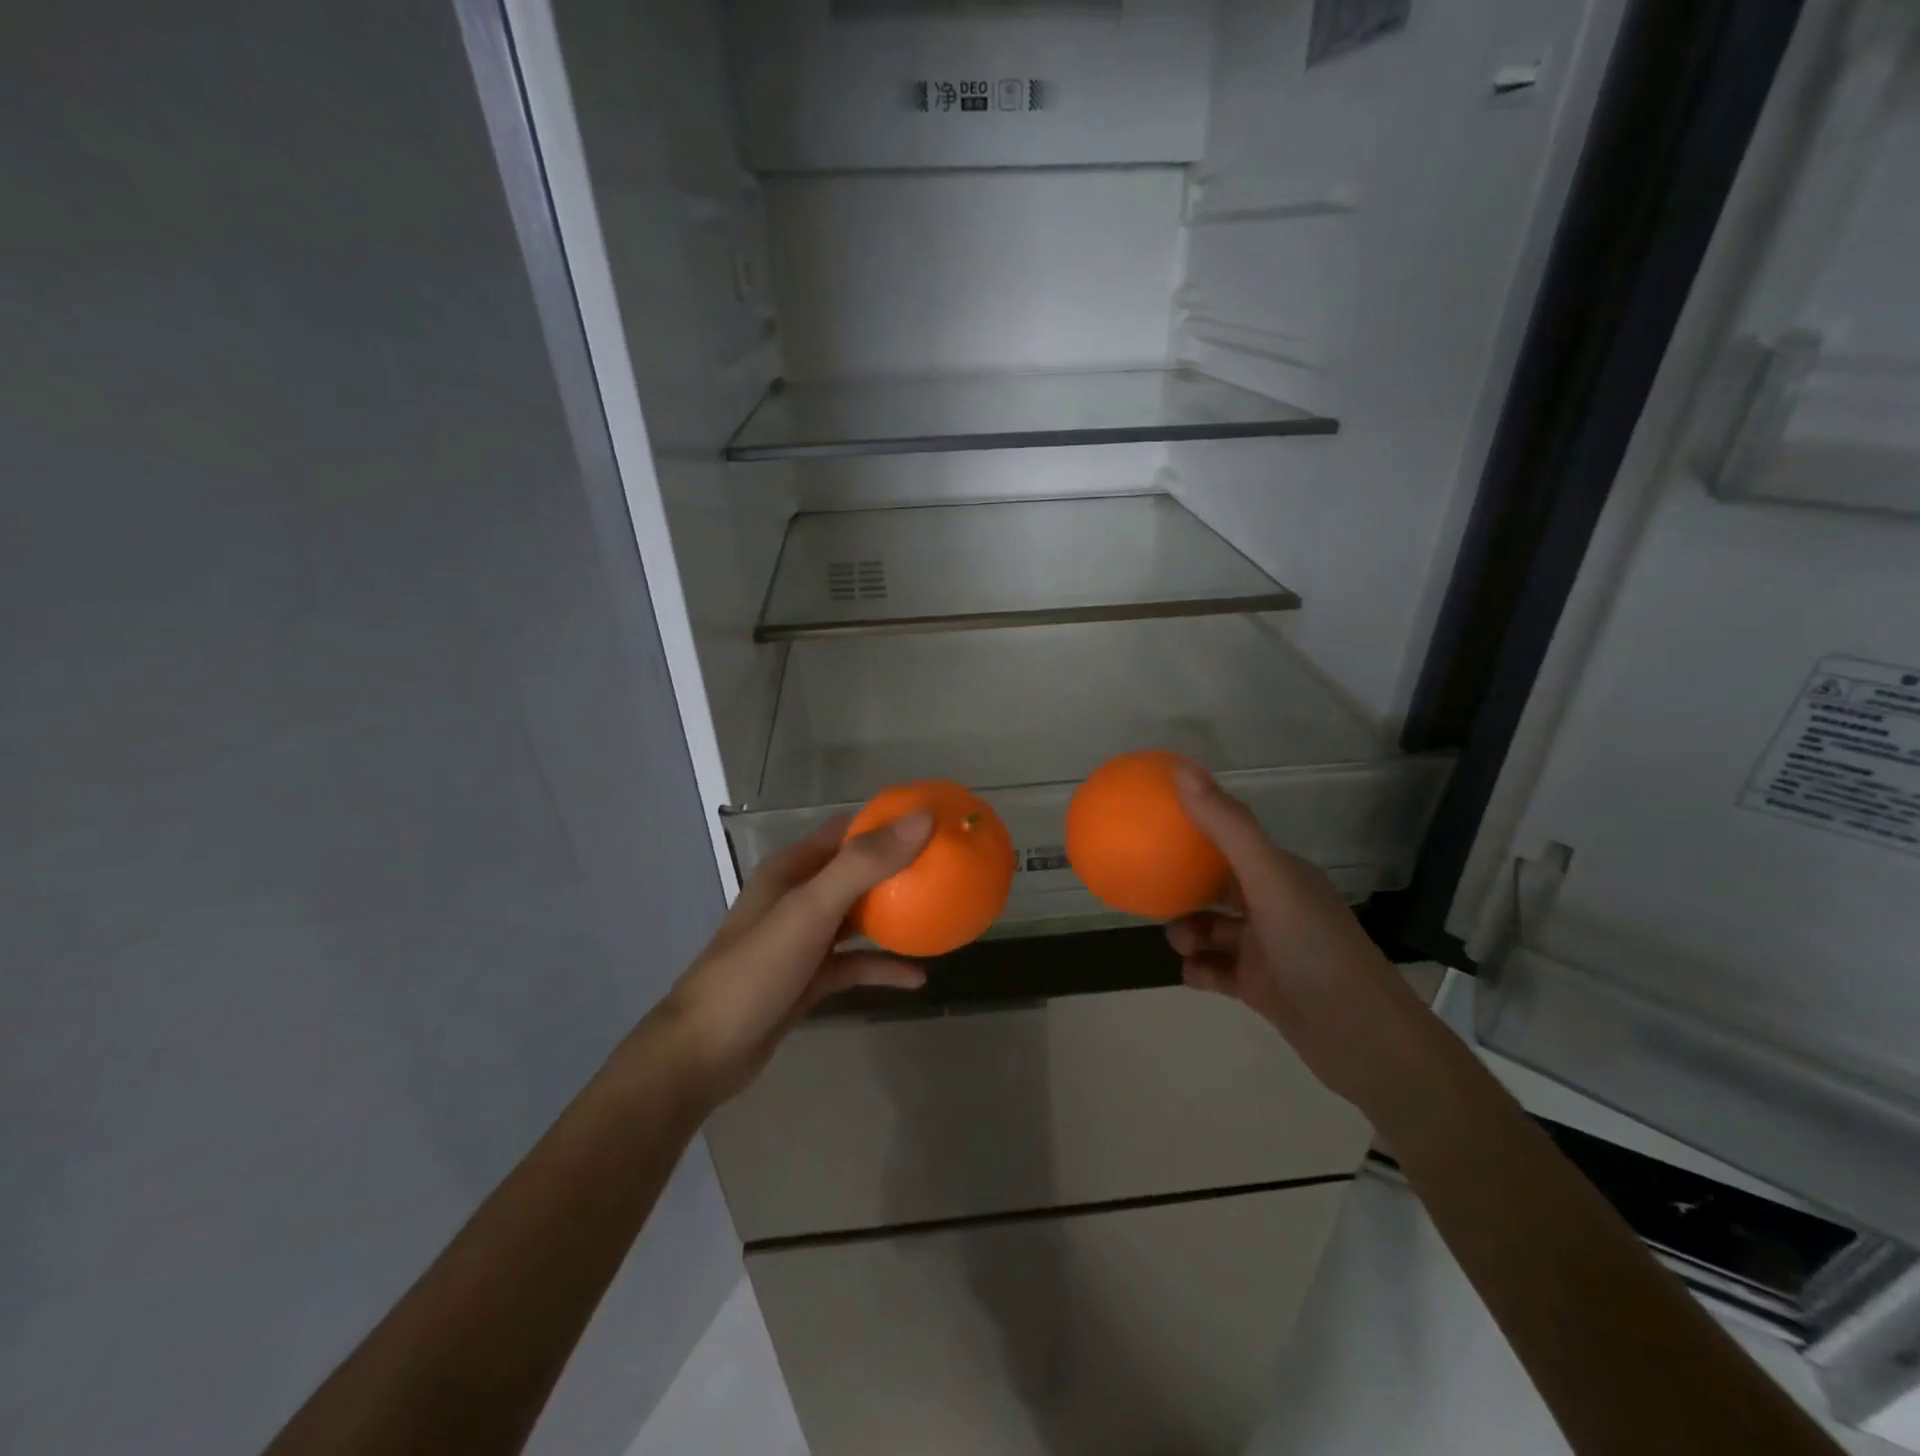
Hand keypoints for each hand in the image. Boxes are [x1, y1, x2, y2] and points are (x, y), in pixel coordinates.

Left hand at [642, 812, 933, 1104]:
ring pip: (858, 918)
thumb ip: (863, 865)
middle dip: (899, 869)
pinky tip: (918, 977)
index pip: (847, 830)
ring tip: (940, 914)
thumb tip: (921, 820)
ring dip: (894, 916)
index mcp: (793, 868)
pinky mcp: (809, 978)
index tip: (936, 822)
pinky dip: (883, 966)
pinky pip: (854, 963)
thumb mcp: (811, 910)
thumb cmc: (755, 970)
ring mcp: (804, 939)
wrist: (704, 1053)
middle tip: (948, 868)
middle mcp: (799, 896)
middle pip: (857, 872)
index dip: (889, 822)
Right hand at [1165, 765, 1435, 1106]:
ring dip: (1189, 932)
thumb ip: (1226, 826)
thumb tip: (1181, 769)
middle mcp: (1275, 906)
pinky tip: (1193, 973)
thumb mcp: (1268, 879)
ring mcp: (1268, 949)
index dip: (1197, 831)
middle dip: (1185, 888)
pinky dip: (1200, 970)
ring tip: (1180, 942)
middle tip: (1153, 890)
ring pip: (1214, 930)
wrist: (1361, 1039)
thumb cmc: (1314, 947)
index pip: (1232, 842)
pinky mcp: (1262, 988)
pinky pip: (1217, 971)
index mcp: (1281, 874)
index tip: (1156, 826)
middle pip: (1218, 887)